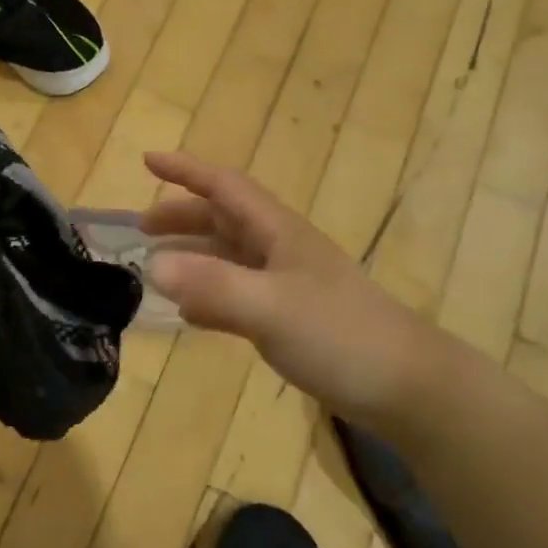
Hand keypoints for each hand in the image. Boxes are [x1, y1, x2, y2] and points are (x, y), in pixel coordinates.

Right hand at [139, 151, 458, 423]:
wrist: (407, 387)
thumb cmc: (340, 335)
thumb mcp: (270, 307)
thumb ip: (212, 285)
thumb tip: (151, 264)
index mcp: (277, 231)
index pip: (225, 186)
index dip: (186, 170)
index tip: (147, 160)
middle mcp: (279, 249)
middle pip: (223, 219)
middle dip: (182, 217)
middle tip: (140, 229)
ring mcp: (286, 284)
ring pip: (229, 257)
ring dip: (192, 256)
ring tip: (156, 268)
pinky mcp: (290, 318)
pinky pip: (237, 295)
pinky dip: (209, 296)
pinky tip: (190, 313)